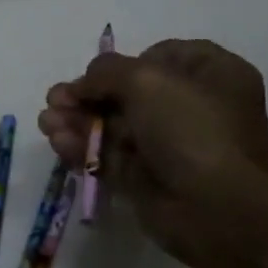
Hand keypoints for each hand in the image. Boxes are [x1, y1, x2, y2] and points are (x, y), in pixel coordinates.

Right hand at [38, 39, 267, 267]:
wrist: (220, 211)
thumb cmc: (193, 130)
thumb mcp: (147, 80)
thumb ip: (106, 72)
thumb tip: (81, 85)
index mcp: (210, 74)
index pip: (159, 56)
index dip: (124, 63)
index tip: (99, 75)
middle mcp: (191, 107)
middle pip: (127, 92)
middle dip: (86, 95)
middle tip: (55, 100)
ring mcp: (169, 146)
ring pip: (113, 125)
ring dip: (77, 121)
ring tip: (47, 122)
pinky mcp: (147, 179)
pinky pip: (109, 156)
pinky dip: (83, 148)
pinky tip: (58, 142)